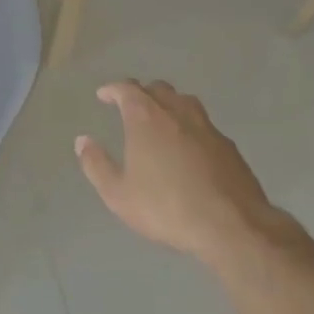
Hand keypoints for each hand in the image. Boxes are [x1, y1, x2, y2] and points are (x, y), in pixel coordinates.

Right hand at [75, 80, 289, 267]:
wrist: (230, 224)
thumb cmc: (166, 207)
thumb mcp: (119, 194)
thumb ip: (97, 165)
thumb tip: (82, 141)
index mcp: (146, 117)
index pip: (127, 89)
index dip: (113, 89)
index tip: (104, 95)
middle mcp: (176, 111)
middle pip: (157, 89)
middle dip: (141, 93)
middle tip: (131, 106)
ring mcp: (206, 126)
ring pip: (184, 101)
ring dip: (169, 104)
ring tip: (161, 119)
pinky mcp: (227, 144)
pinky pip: (203, 124)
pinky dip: (190, 126)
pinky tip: (190, 146)